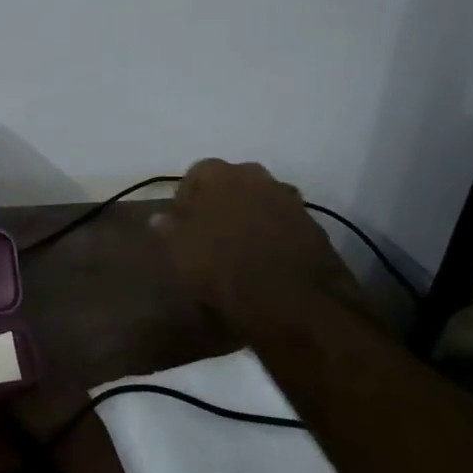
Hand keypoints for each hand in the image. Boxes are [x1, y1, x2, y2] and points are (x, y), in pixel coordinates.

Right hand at [154, 159, 370, 332]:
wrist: (292, 299)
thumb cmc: (222, 266)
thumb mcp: (180, 250)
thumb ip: (167, 228)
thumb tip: (159, 218)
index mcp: (219, 173)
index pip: (195, 174)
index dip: (186, 199)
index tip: (181, 224)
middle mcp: (255, 175)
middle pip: (231, 183)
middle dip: (220, 202)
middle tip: (209, 233)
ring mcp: (288, 198)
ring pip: (259, 200)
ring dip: (248, 216)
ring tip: (238, 247)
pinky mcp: (312, 223)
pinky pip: (282, 221)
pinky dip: (272, 233)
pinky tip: (264, 258)